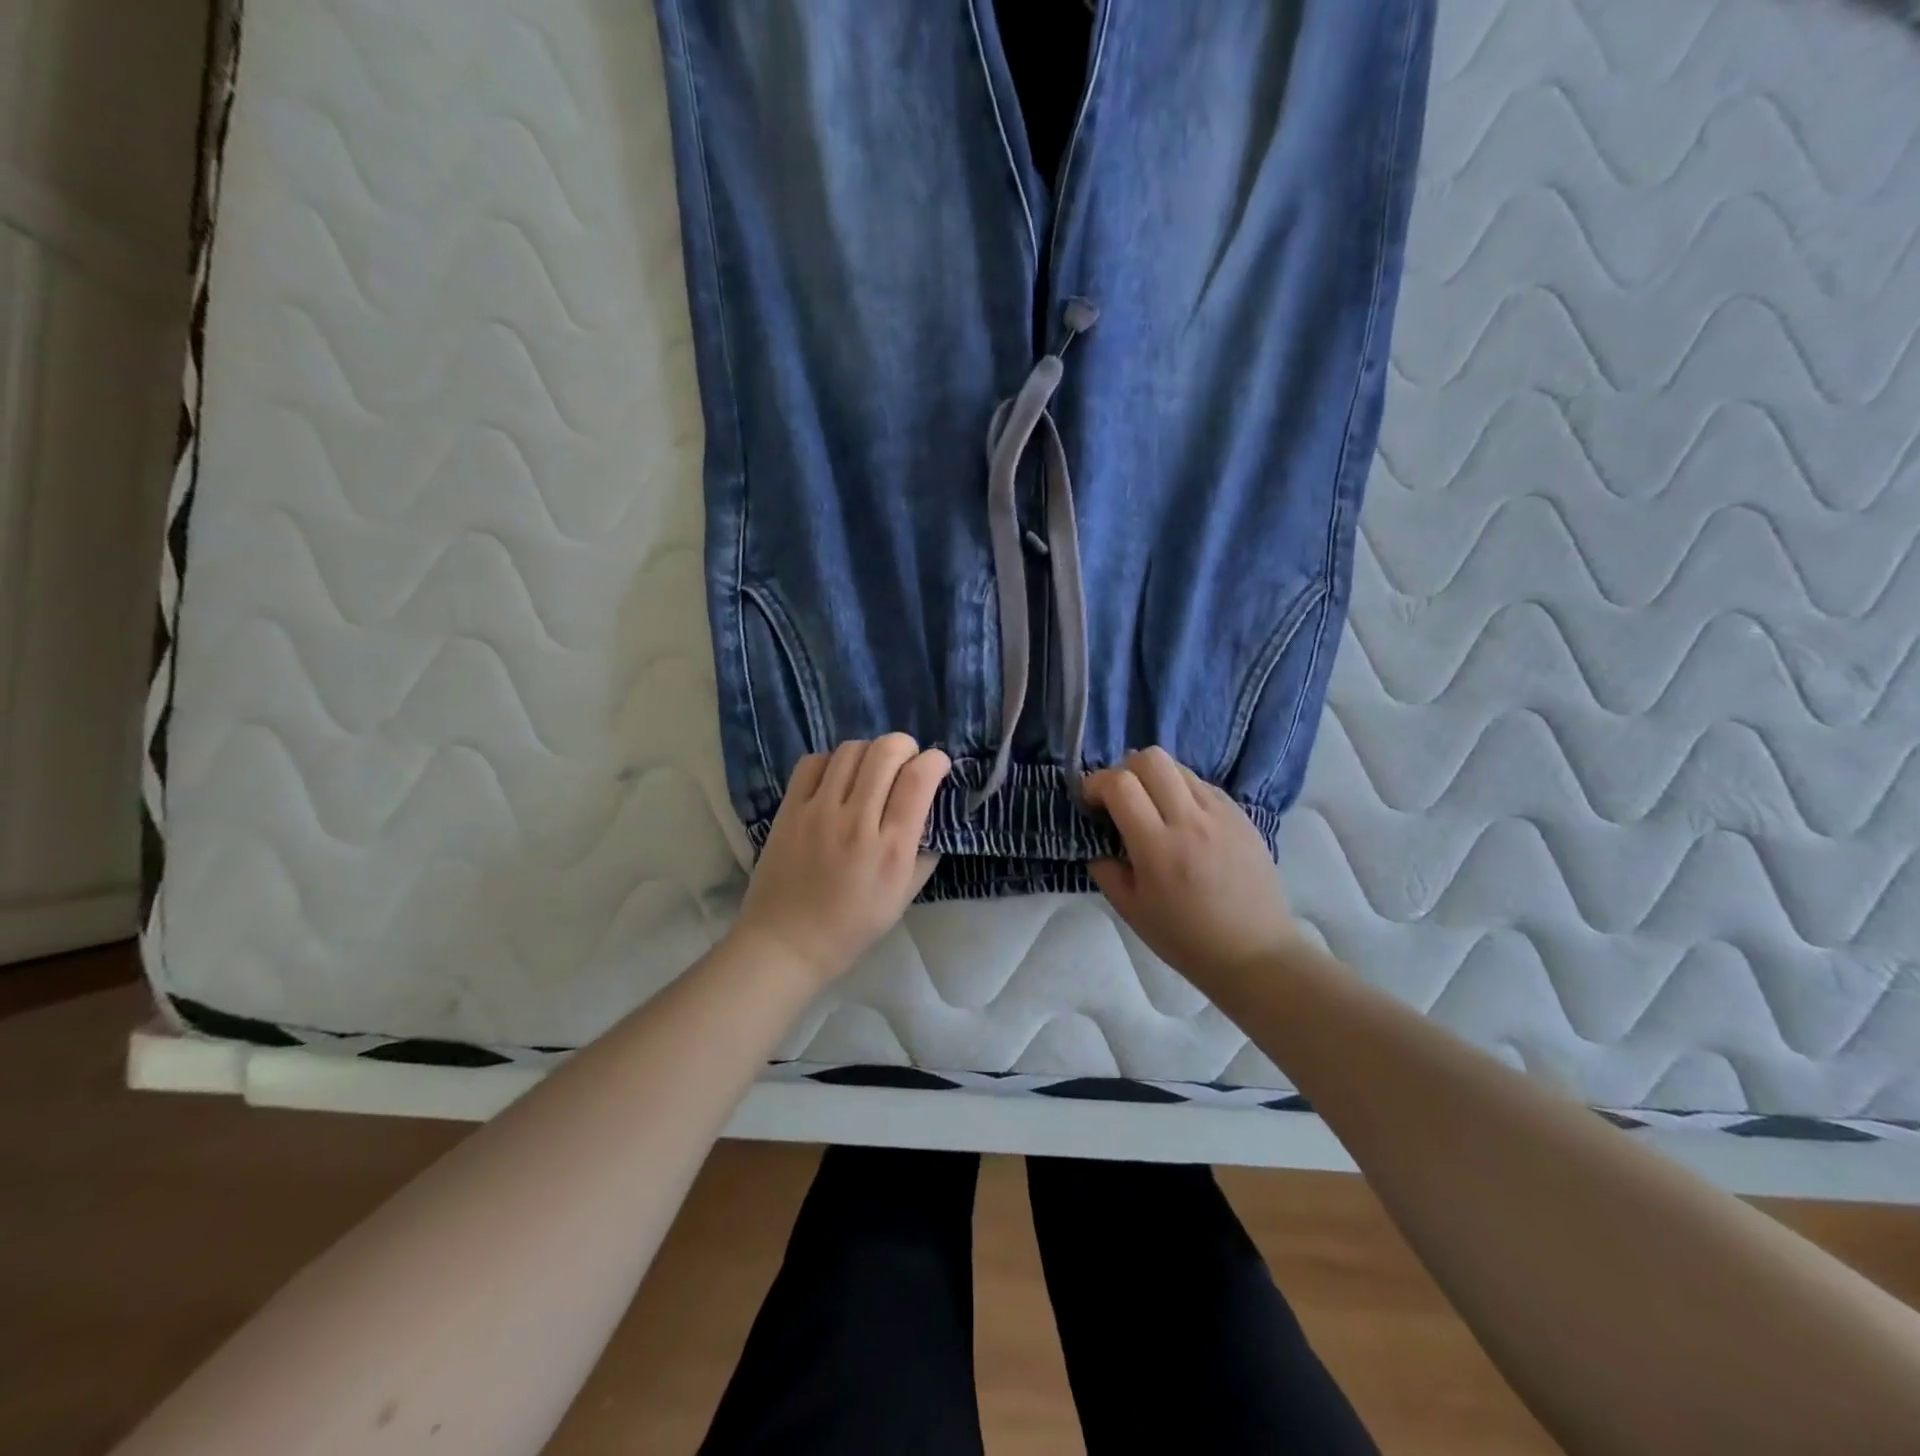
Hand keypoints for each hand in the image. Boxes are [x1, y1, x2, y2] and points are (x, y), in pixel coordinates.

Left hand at [735, 735, 950, 989]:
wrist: (786, 942)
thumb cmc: (853, 925)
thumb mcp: (904, 895)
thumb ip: (926, 851)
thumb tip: (934, 809)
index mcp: (891, 849)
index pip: (919, 779)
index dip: (935, 760)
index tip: (938, 765)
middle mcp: (856, 822)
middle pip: (886, 751)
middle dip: (906, 746)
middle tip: (906, 762)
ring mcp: (818, 812)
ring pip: (851, 749)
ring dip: (870, 751)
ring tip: (872, 770)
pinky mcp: (789, 809)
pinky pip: (814, 761)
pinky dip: (833, 761)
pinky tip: (838, 778)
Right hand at [1085, 747, 1306, 989]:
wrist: (1255, 953)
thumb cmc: (1186, 939)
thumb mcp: (1131, 910)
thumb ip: (1106, 869)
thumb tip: (1098, 840)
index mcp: (1158, 847)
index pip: (1120, 784)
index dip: (1095, 783)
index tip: (1090, 802)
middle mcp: (1191, 820)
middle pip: (1151, 758)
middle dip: (1125, 770)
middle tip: (1120, 798)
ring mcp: (1221, 814)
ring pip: (1179, 767)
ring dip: (1155, 778)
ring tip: (1152, 808)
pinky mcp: (1242, 815)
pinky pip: (1203, 785)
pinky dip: (1182, 791)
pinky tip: (1183, 821)